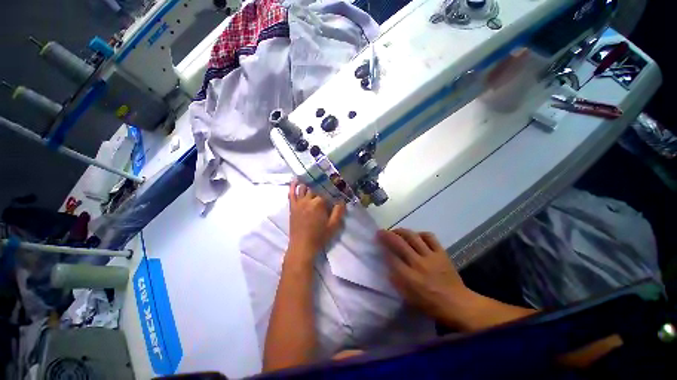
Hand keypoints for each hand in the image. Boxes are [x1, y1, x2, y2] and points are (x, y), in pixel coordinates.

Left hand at [287, 180, 345, 261]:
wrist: (302, 247)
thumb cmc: (319, 237)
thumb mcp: (333, 226)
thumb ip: (339, 211)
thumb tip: (342, 199)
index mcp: (318, 203)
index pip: (325, 190)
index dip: (331, 185)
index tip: (336, 181)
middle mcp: (307, 200)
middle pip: (314, 187)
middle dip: (321, 181)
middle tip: (326, 177)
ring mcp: (298, 203)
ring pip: (303, 187)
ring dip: (309, 181)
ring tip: (313, 174)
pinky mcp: (292, 207)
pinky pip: (291, 193)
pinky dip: (293, 185)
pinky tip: (296, 180)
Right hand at [378, 229, 474, 324]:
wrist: (458, 304)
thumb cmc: (430, 304)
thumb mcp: (409, 298)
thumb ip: (396, 281)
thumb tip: (388, 266)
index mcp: (410, 277)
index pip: (391, 257)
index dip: (383, 248)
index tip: (377, 242)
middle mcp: (418, 263)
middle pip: (399, 243)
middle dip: (387, 235)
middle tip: (380, 231)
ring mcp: (431, 256)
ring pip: (413, 237)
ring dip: (401, 231)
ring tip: (395, 231)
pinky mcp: (441, 253)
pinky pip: (429, 237)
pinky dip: (421, 233)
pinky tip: (416, 235)